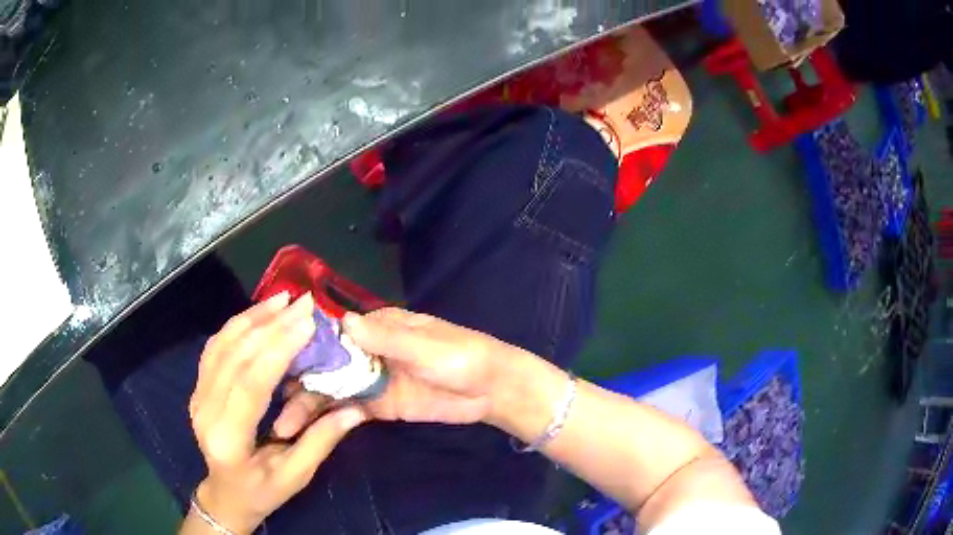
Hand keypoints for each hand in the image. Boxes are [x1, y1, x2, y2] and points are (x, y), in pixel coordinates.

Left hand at [188, 292, 365, 533]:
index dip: (277, 349)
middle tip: (302, 302)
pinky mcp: (198, 387)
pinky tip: (257, 314)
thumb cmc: (262, 492)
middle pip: (235, 357)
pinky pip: (215, 348)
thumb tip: (356, 409)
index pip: (251, 385)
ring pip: (221, 345)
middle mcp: (205, 411)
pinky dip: (236, 326)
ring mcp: (197, 396)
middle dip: (270, 324)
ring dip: (252, 317)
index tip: (306, 322)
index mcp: (228, 439)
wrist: (225, 495)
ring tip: (282, 299)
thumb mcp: (295, 476)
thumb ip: (321, 441)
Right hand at [272, 308, 523, 436]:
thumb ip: (387, 337)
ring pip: (330, 391)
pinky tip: (306, 433)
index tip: (269, 359)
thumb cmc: (462, 357)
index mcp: (377, 327)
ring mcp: (371, 380)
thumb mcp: (426, 345)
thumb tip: (343, 321)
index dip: (301, 344)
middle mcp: (366, 351)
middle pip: (324, 365)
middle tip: (266, 401)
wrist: (490, 391)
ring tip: (282, 427)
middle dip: (296, 381)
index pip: (331, 331)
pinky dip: (327, 420)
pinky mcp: (379, 406)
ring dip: (306, 406)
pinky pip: (347, 411)